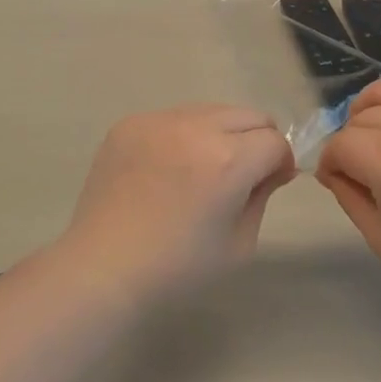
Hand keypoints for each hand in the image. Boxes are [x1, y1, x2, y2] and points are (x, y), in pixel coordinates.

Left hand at [63, 105, 295, 300]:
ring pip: (212, 110)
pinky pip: (174, 117)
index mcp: (228, 161)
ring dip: (220, 133)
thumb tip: (272, 168)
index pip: (275, 141)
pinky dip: (182, 136)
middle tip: (240, 174)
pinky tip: (166, 169)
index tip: (270, 183)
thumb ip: (262, 195)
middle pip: (249, 115)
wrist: (101, 271)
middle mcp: (197, 128)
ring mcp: (160, 120)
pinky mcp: (131, 123)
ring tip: (199, 170)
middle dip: (255, 141)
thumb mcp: (239, 244)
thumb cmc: (177, 269)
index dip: (279, 163)